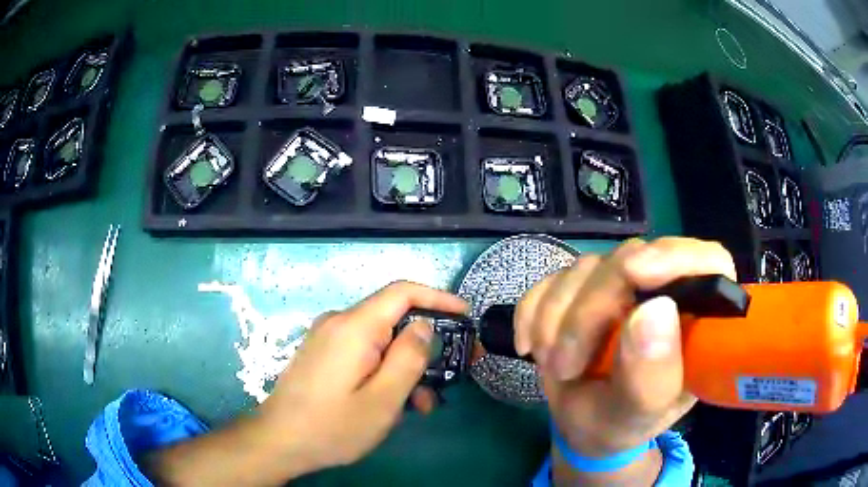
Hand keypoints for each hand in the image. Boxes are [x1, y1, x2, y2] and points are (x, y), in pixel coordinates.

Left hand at [258, 281, 467, 473]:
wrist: (278, 441)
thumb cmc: (332, 426)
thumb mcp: (383, 400)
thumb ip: (408, 359)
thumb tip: (424, 326)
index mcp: (354, 326)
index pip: (402, 292)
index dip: (438, 297)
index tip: (465, 315)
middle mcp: (339, 322)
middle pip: (393, 320)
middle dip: (423, 348)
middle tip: (447, 380)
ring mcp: (327, 338)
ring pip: (379, 341)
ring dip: (404, 367)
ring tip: (419, 405)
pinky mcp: (323, 353)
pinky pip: (362, 352)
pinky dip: (383, 370)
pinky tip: (390, 402)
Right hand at [514, 238, 735, 460]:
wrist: (580, 425)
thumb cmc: (620, 425)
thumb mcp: (637, 416)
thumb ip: (651, 376)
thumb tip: (654, 311)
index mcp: (698, 319)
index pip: (707, 262)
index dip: (675, 257)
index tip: (634, 274)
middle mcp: (664, 289)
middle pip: (632, 260)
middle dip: (590, 311)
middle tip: (564, 365)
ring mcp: (621, 285)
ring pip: (587, 268)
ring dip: (556, 318)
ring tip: (554, 367)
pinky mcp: (583, 287)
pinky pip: (551, 279)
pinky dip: (533, 312)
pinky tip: (532, 347)